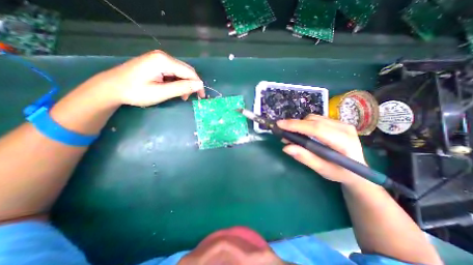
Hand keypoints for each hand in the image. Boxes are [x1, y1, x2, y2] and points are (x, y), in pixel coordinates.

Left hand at [90, 50, 205, 106]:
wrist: (111, 87)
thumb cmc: (135, 92)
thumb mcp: (161, 92)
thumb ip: (181, 88)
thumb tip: (200, 85)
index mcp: (164, 61)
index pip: (189, 72)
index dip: (198, 85)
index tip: (202, 97)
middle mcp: (163, 56)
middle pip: (186, 70)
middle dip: (192, 84)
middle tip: (191, 98)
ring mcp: (159, 58)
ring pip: (181, 72)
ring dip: (185, 84)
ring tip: (182, 96)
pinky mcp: (157, 63)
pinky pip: (174, 72)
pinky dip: (178, 82)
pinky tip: (175, 89)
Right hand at [278, 114, 366, 186]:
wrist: (358, 171)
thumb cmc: (340, 173)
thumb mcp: (322, 170)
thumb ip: (305, 158)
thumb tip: (286, 147)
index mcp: (344, 142)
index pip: (316, 129)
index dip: (296, 126)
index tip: (280, 125)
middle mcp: (344, 128)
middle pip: (314, 121)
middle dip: (295, 124)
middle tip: (281, 131)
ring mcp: (342, 123)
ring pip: (314, 118)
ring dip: (299, 124)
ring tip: (291, 134)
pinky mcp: (337, 122)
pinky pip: (316, 119)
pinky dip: (305, 124)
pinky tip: (301, 133)